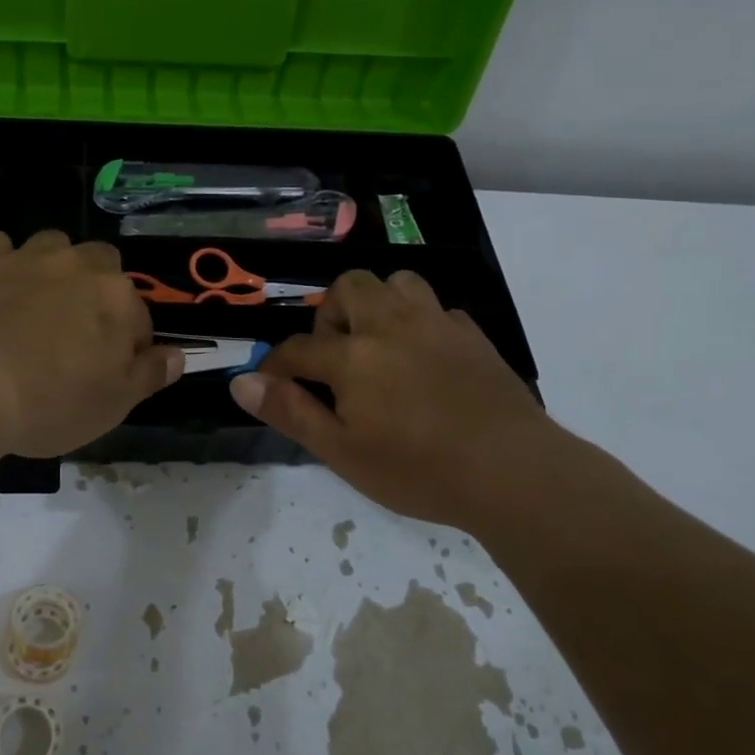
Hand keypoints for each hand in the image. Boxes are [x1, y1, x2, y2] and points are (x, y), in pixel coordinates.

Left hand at [0, 230, 182, 458]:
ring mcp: (28, 258)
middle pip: (103, 264)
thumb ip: (150, 374)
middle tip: (76, 333)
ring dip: (55, 267)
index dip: (129, 345)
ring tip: (38, 304)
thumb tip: (178, 356)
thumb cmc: (51, 403)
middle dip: (98, 290)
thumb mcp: (113, 404)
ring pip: (54, 244)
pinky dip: (2, 261)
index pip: (139, 317)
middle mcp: (78, 265)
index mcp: (118, 298)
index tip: (108, 372)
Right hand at [229, 269, 568, 532]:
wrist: (513, 471)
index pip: (298, 349)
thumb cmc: (419, 469)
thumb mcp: (342, 452)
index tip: (269, 382)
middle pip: (348, 288)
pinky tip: (422, 357)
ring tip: (377, 344)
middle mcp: (390, 325)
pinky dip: (418, 322)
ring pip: (396, 282)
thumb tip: (241, 383)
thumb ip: (290, 412)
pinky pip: (435, 308)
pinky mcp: (471, 334)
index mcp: (353, 356)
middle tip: (334, 357)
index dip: (276, 365)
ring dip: (376, 304)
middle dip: (330, 315)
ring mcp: (436, 324)